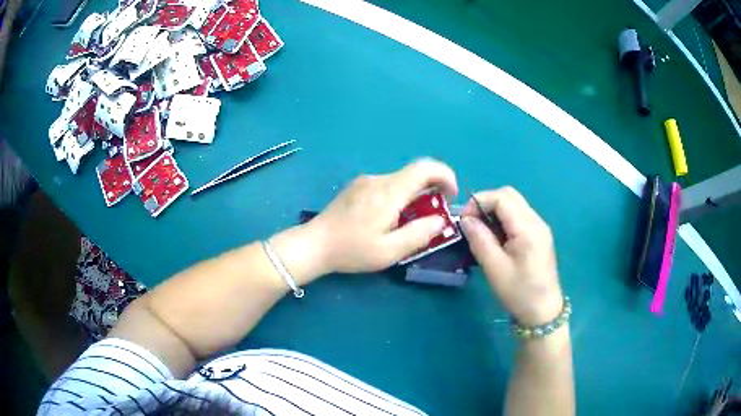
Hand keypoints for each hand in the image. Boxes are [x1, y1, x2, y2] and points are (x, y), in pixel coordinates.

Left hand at [307, 159, 457, 273]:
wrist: (314, 244)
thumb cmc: (351, 250)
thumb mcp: (389, 251)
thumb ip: (419, 234)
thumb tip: (440, 220)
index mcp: (389, 192)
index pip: (425, 167)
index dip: (445, 175)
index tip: (450, 196)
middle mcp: (378, 179)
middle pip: (414, 174)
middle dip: (431, 191)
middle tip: (432, 217)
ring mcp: (365, 181)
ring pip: (401, 180)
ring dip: (414, 195)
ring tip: (408, 223)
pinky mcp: (357, 186)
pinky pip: (387, 185)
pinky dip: (399, 196)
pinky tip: (389, 219)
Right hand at [460, 187, 561, 325]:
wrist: (543, 311)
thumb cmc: (518, 292)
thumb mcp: (494, 268)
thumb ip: (480, 239)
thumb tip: (466, 219)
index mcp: (527, 228)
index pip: (501, 197)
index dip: (479, 202)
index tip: (464, 220)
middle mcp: (536, 221)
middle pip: (509, 195)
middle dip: (486, 203)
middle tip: (472, 224)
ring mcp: (540, 227)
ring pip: (514, 204)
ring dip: (495, 211)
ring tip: (482, 232)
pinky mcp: (539, 235)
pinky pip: (519, 216)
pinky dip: (504, 219)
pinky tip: (497, 239)